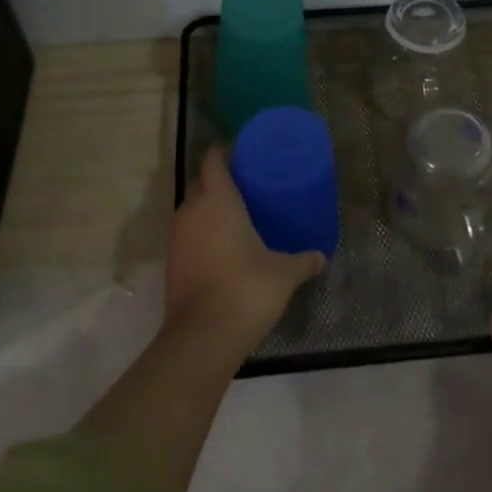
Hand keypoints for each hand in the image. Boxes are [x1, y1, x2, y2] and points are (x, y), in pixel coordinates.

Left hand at [165, 148, 325, 351]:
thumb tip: (321, 257)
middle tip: (245, 189)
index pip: (213, 161)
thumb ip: (303, 261)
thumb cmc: (247, 289)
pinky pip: (186, 237)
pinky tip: (222, 250)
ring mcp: (176, 238)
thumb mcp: (284, 273)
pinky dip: (200, 236)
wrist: (203, 336)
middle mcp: (192, 211)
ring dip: (207, 211)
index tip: (243, 157)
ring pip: (190, 211)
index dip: (225, 154)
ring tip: (234, 219)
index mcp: (218, 200)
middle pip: (199, 184)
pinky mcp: (171, 264)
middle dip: (216, 182)